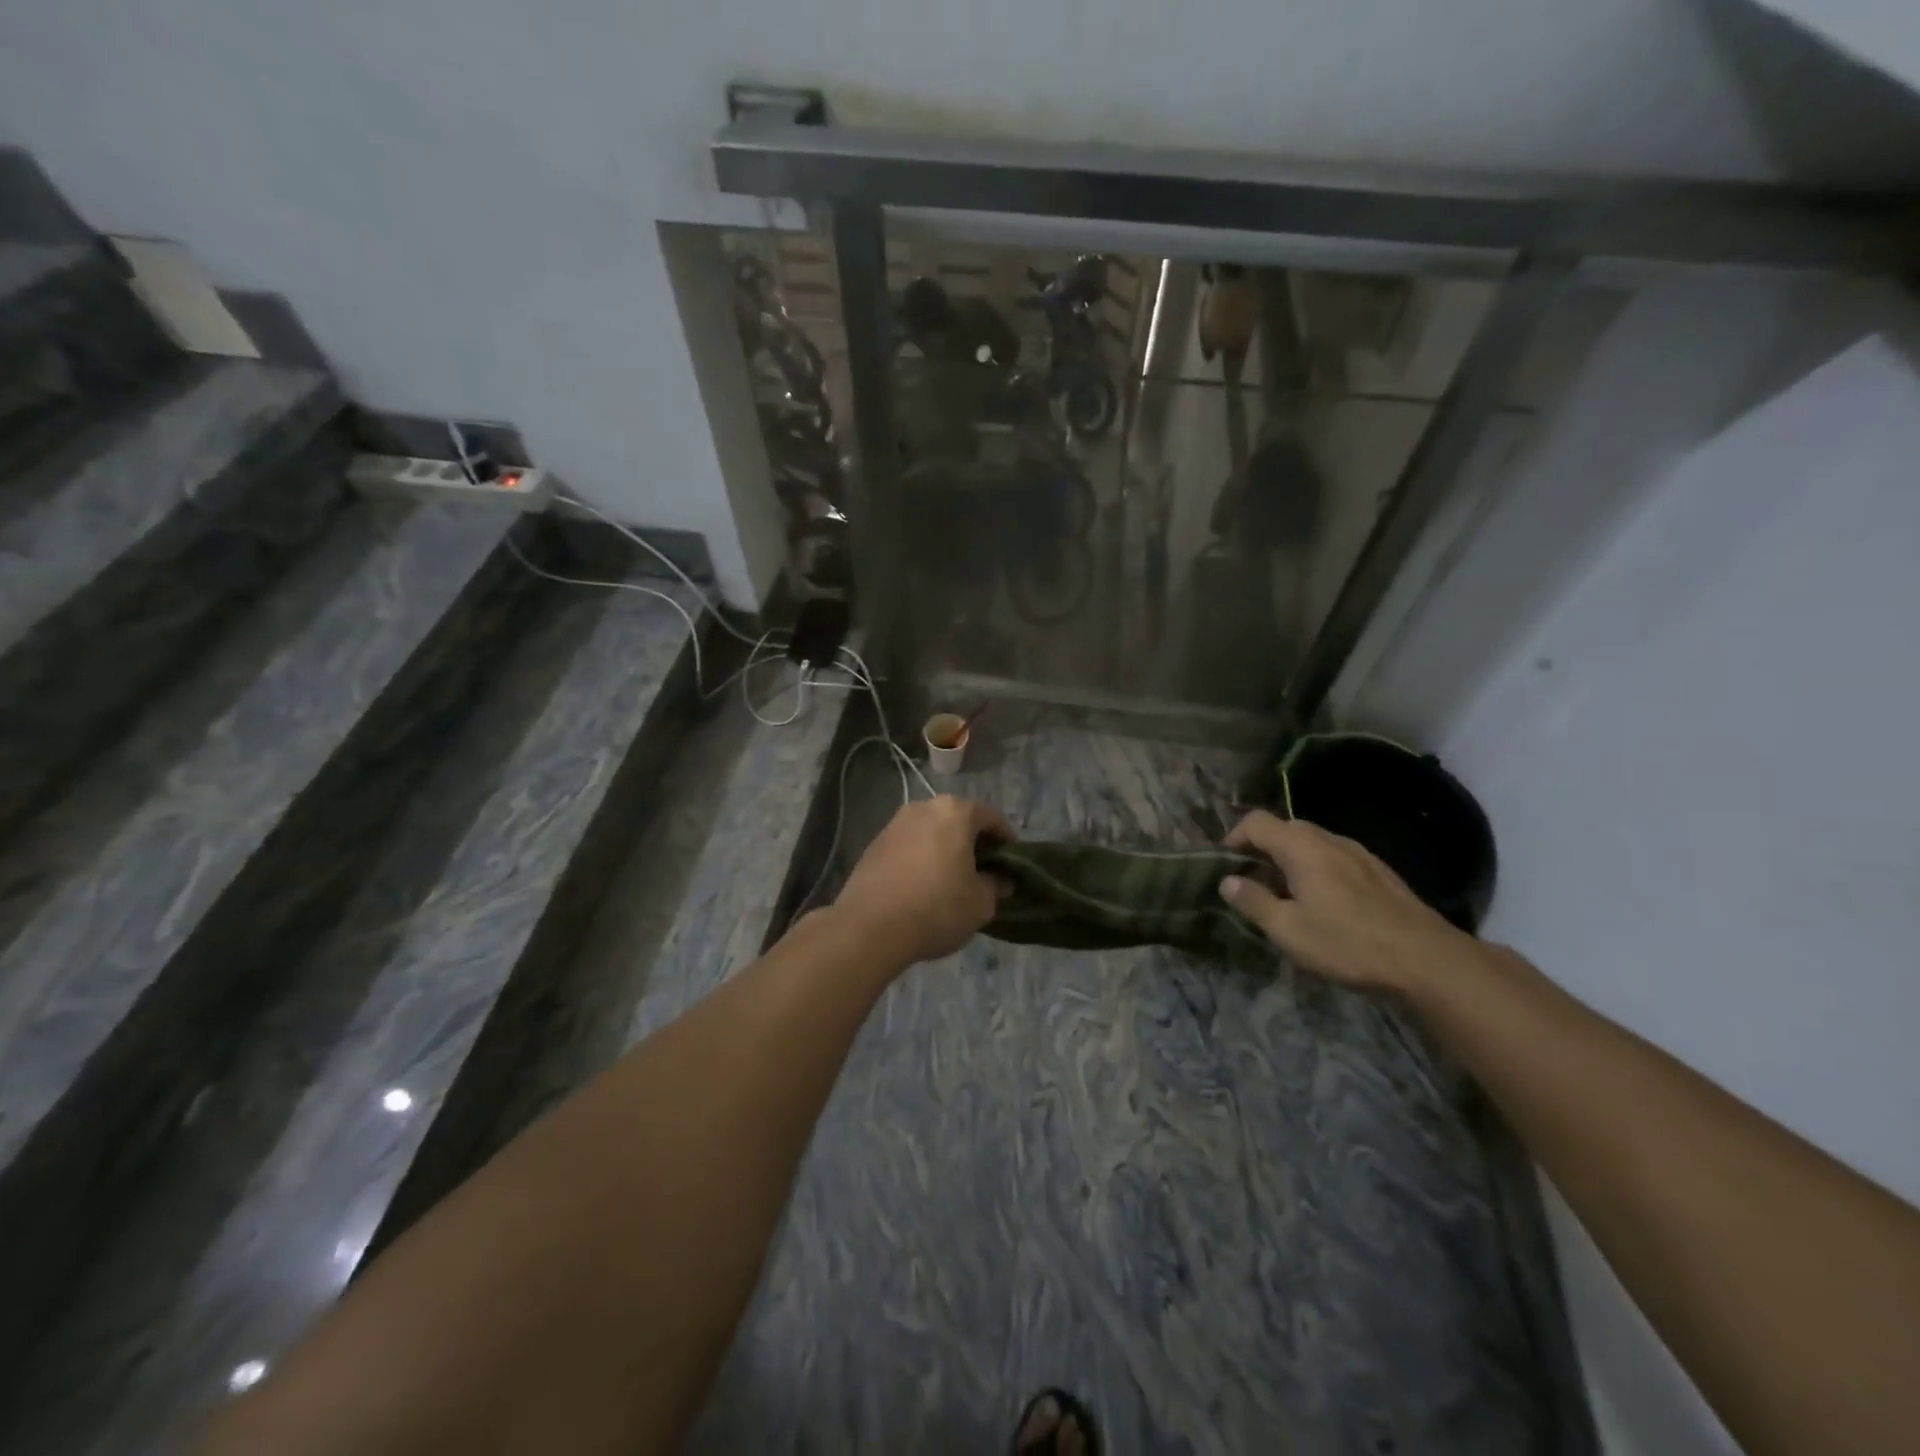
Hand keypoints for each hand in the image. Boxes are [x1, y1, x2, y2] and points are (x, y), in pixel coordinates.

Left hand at [830, 796, 1010, 967]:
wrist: (869, 927)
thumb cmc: (936, 909)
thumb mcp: (980, 904)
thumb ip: (995, 886)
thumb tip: (1000, 880)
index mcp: (955, 812)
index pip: (991, 817)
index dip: (1006, 840)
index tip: (1011, 865)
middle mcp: (924, 807)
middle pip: (959, 820)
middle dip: (973, 843)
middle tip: (983, 872)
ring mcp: (895, 824)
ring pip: (932, 832)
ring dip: (945, 849)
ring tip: (952, 881)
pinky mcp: (874, 844)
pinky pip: (909, 845)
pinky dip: (921, 858)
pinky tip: (922, 886)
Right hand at [1219, 810, 1480, 995]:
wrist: (1427, 959)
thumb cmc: (1348, 943)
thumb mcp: (1288, 929)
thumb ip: (1253, 901)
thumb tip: (1227, 881)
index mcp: (1301, 847)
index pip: (1255, 822)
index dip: (1233, 837)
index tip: (1224, 865)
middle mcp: (1329, 839)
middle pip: (1284, 828)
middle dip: (1261, 849)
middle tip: (1251, 883)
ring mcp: (1358, 853)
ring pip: (1312, 843)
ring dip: (1289, 860)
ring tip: (1285, 895)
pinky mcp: (1379, 871)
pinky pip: (1335, 857)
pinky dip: (1316, 869)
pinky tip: (1324, 903)